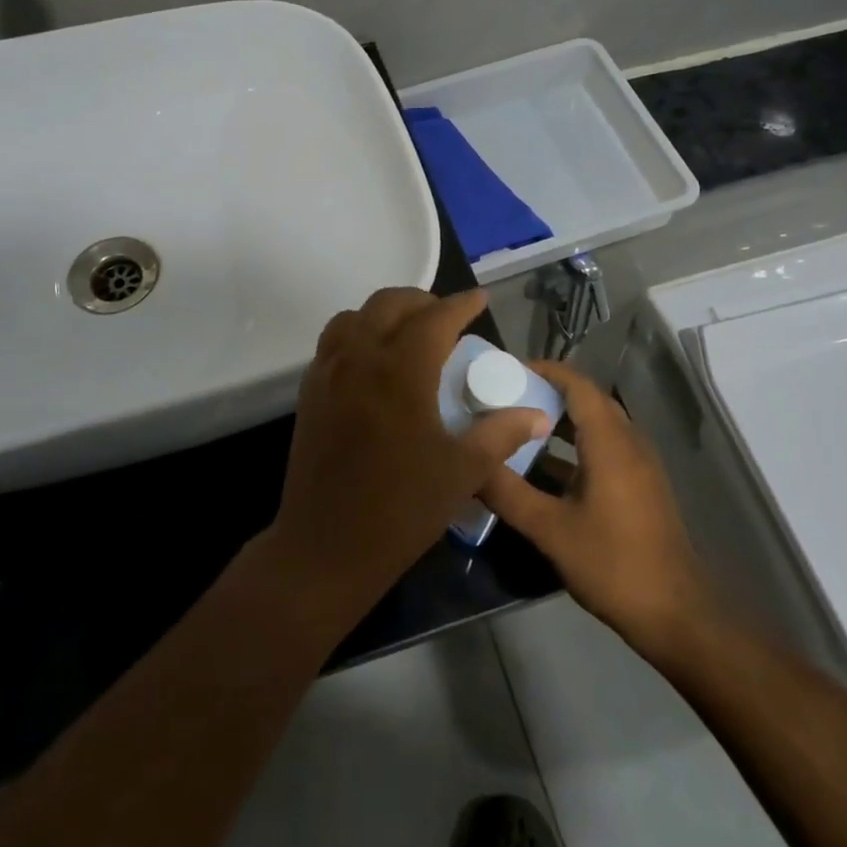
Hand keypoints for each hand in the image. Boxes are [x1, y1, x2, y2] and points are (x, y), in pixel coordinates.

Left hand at [266, 288, 549, 623]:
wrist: (326, 547)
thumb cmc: (401, 509)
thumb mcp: (461, 472)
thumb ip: (500, 434)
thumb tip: (537, 415)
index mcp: (400, 371)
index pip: (434, 318)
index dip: (460, 304)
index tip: (480, 299)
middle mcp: (360, 358)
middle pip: (389, 303)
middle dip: (422, 301)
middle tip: (447, 319)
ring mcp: (328, 371)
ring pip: (355, 316)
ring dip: (385, 313)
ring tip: (409, 334)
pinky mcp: (310, 390)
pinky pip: (333, 341)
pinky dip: (358, 333)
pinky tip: (374, 361)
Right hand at [480, 361, 715, 659]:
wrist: (677, 615)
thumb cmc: (613, 563)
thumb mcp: (550, 529)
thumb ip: (507, 492)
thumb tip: (469, 464)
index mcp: (610, 441)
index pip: (576, 384)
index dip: (543, 370)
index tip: (506, 370)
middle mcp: (628, 442)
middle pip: (586, 400)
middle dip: (546, 393)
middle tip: (504, 397)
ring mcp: (639, 465)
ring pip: (596, 426)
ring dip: (560, 421)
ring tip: (517, 427)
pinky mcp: (640, 487)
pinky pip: (604, 449)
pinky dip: (574, 446)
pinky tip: (544, 470)